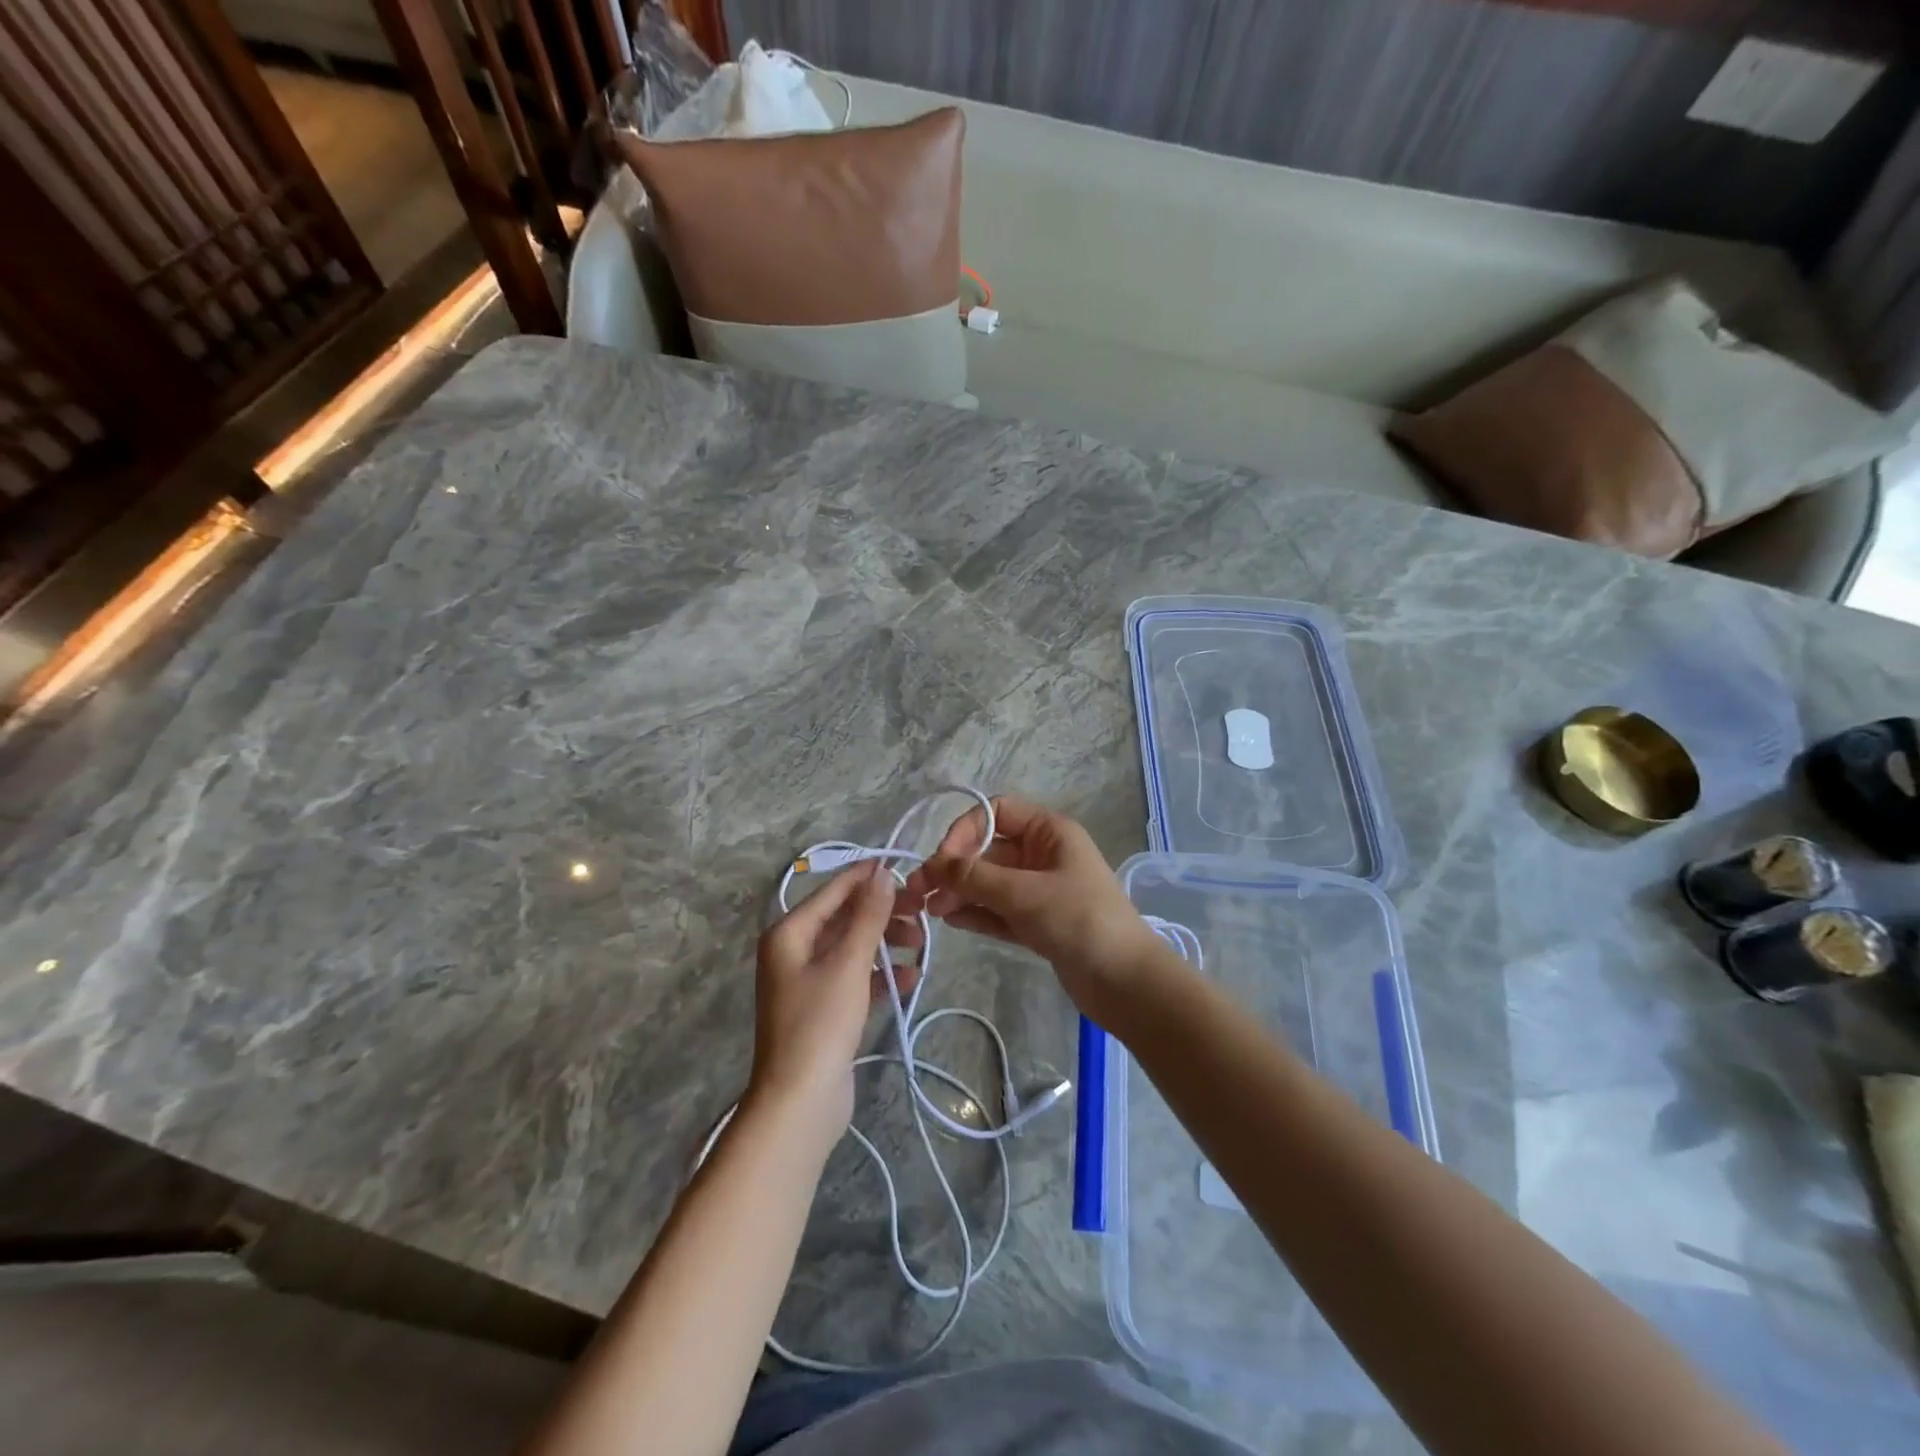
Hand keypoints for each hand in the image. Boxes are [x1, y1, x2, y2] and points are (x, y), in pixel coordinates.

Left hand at [750, 861, 910, 1133]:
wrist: (800, 1102)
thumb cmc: (820, 1023)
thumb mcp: (848, 963)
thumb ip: (867, 916)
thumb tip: (882, 872)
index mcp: (789, 933)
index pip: (833, 891)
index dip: (867, 878)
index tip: (904, 867)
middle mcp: (794, 951)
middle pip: (844, 918)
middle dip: (883, 914)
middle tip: (921, 912)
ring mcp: (808, 981)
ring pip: (853, 947)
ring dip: (886, 944)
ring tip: (921, 944)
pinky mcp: (825, 1008)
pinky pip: (855, 978)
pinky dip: (881, 975)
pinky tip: (911, 978)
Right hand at [889, 796, 1165, 1017]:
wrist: (1126, 983)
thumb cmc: (1079, 921)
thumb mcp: (1024, 893)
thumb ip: (975, 877)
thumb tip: (933, 865)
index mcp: (1049, 832)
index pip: (997, 812)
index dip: (965, 829)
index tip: (943, 860)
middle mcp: (1043, 855)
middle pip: (989, 849)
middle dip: (955, 867)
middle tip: (920, 892)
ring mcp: (1041, 890)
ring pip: (991, 882)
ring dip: (961, 892)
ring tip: (931, 911)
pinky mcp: (1038, 923)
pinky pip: (999, 910)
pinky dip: (976, 913)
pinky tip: (951, 921)